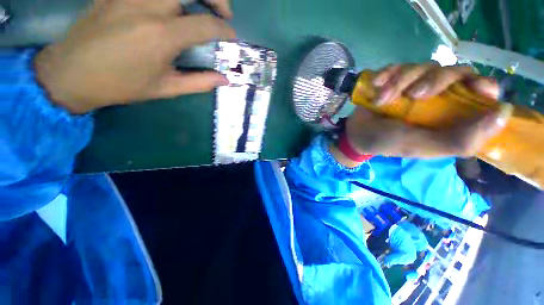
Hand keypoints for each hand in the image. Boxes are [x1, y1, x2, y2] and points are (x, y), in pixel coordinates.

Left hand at [35, 0, 235, 113]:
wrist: (71, 73)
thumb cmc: (120, 85)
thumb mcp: (165, 89)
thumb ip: (199, 82)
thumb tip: (224, 80)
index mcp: (161, 36)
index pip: (205, 25)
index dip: (224, 30)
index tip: (231, 36)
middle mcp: (147, 6)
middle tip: (223, 12)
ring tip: (202, 5)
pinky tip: (174, 5)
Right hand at [335, 63, 512, 165]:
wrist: (358, 135)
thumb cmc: (388, 143)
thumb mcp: (422, 146)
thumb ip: (460, 140)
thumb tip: (502, 113)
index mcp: (450, 115)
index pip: (480, 91)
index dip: (483, 84)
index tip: (476, 87)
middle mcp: (438, 96)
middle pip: (453, 71)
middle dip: (435, 79)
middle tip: (413, 95)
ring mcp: (415, 85)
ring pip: (422, 66)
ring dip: (400, 82)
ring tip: (381, 100)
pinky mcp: (394, 79)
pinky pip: (397, 66)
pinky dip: (386, 74)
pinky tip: (376, 85)